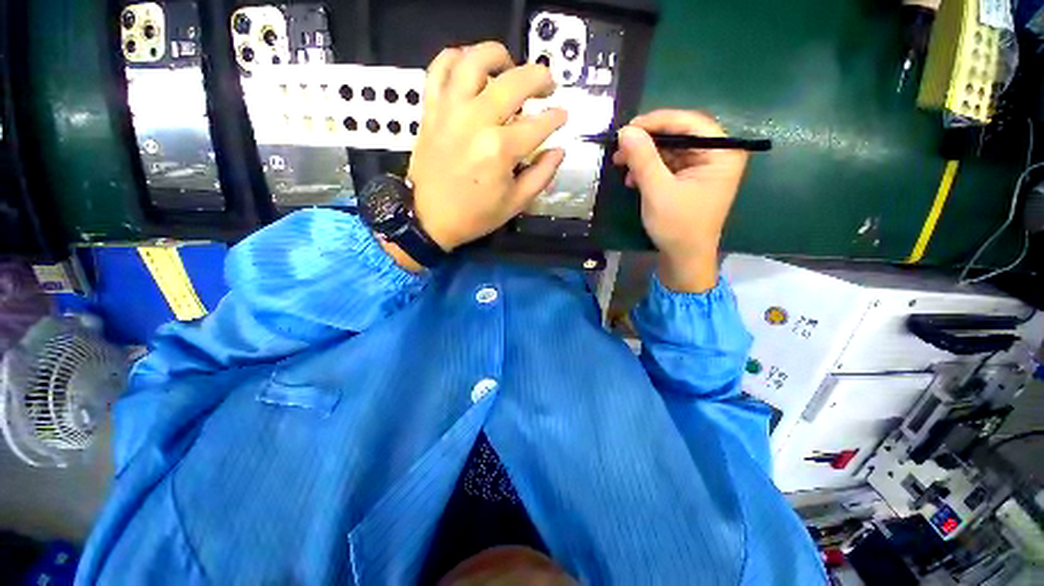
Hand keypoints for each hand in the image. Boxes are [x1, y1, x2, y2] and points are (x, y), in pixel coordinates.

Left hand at [408, 42, 567, 250]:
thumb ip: (544, 172)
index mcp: (500, 149)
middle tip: (545, 88)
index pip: (542, 120)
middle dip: (541, 78)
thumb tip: (559, 147)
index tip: (560, 116)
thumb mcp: (516, 202)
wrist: (422, 217)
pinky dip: (454, 58)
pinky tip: (470, 65)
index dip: (557, 117)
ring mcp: (450, 109)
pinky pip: (438, 69)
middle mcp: (475, 120)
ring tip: (508, 68)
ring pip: (474, 61)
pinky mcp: (432, 107)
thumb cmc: (471, 213)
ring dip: (498, 56)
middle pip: (516, 80)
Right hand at [612, 110, 747, 292]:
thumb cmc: (680, 229)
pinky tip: (632, 176)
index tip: (630, 128)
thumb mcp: (658, 191)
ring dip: (644, 150)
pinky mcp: (694, 172)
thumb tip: (626, 130)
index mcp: (723, 155)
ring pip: (671, 141)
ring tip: (621, 163)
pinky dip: (649, 162)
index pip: (691, 122)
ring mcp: (706, 163)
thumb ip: (643, 157)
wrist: (686, 262)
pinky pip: (669, 156)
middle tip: (622, 143)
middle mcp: (719, 154)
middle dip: (649, 136)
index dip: (659, 120)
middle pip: (681, 129)